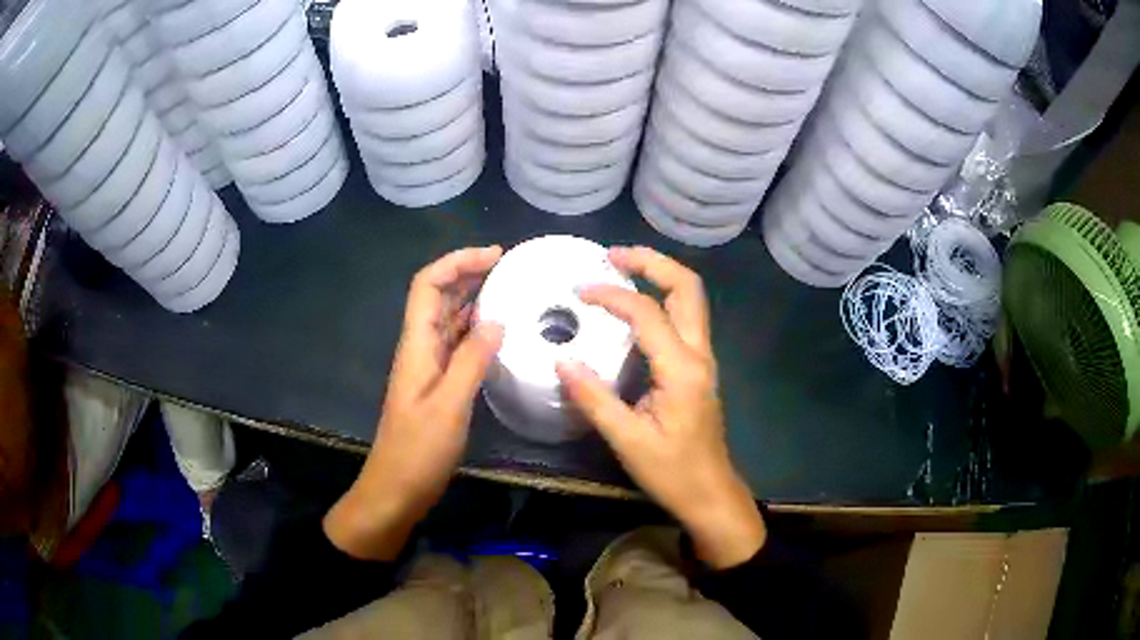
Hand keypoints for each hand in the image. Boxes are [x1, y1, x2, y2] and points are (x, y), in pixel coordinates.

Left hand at [325, 246, 503, 559]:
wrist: (396, 490)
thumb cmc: (418, 451)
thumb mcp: (449, 405)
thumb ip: (471, 360)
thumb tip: (496, 320)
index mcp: (417, 344)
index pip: (428, 285)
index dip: (457, 262)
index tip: (495, 256)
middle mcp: (420, 348)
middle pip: (438, 296)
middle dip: (468, 273)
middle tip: (510, 268)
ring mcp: (428, 367)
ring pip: (449, 319)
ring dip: (473, 299)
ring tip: (510, 290)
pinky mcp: (437, 385)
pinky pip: (457, 345)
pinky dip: (476, 330)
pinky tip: (499, 334)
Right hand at [556, 246, 765, 568]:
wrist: (710, 494)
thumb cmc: (672, 472)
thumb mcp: (628, 440)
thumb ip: (594, 398)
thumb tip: (562, 360)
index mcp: (682, 369)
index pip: (648, 314)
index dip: (613, 296)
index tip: (579, 291)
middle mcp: (699, 354)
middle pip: (687, 287)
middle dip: (652, 262)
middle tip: (613, 255)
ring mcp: (703, 360)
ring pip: (690, 299)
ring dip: (659, 276)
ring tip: (621, 269)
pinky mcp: (697, 369)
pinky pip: (684, 319)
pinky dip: (661, 299)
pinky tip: (633, 309)